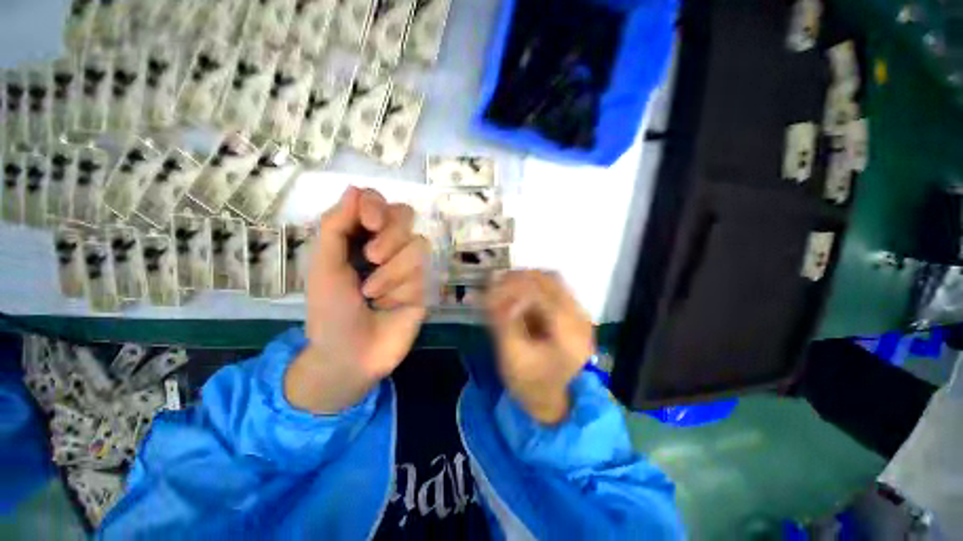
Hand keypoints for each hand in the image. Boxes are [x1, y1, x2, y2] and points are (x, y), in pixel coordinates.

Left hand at [285, 186, 429, 413]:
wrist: (352, 354)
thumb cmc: (330, 311)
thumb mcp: (323, 266)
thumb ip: (336, 227)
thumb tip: (355, 189)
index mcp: (359, 236)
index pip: (377, 201)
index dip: (376, 205)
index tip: (369, 224)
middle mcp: (388, 244)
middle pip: (405, 215)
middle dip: (389, 237)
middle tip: (371, 258)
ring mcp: (409, 264)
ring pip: (418, 245)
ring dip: (392, 271)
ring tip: (373, 294)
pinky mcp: (425, 283)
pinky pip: (424, 272)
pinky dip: (402, 289)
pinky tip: (389, 305)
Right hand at [486, 271, 594, 424]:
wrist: (551, 401)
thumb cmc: (529, 383)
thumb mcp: (512, 356)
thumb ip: (503, 322)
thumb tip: (492, 291)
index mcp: (568, 334)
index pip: (542, 294)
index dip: (515, 284)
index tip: (493, 282)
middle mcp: (580, 319)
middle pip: (552, 281)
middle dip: (521, 277)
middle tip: (497, 279)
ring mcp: (580, 316)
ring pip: (553, 282)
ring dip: (528, 280)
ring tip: (505, 283)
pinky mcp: (574, 316)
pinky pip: (554, 290)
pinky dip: (534, 287)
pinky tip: (518, 293)